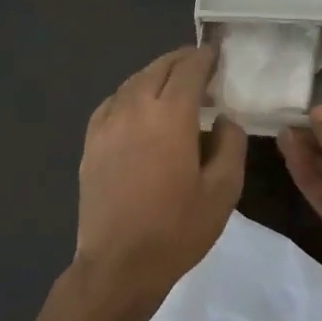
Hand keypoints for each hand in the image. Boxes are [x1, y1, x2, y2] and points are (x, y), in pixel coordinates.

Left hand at [76, 46, 246, 306]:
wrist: (119, 265)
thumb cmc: (177, 229)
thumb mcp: (223, 190)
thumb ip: (231, 144)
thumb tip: (224, 119)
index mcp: (170, 115)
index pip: (189, 69)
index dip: (205, 58)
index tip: (217, 55)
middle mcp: (135, 108)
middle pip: (159, 68)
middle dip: (181, 61)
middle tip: (200, 64)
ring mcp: (107, 124)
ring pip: (133, 82)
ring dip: (156, 74)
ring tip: (173, 83)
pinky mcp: (90, 142)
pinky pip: (113, 103)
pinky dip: (131, 94)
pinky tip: (138, 107)